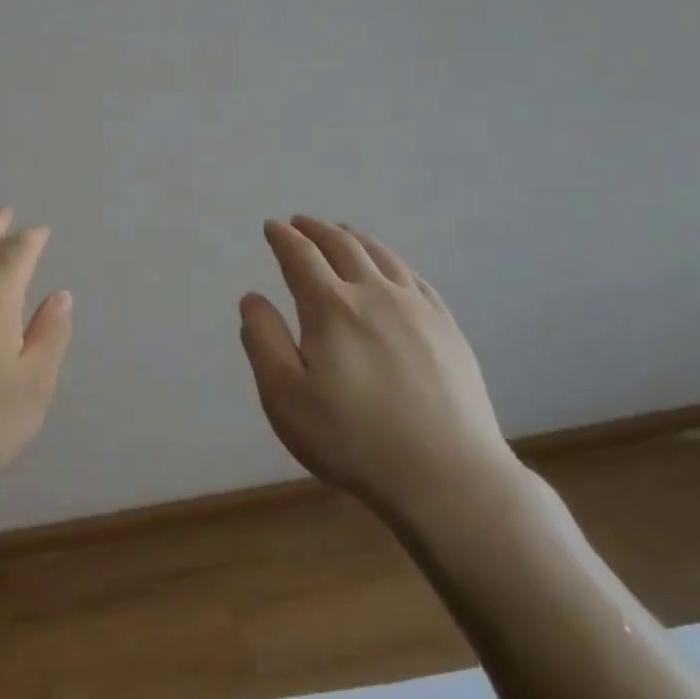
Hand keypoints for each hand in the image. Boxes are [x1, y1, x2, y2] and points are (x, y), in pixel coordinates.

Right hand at [239, 216, 517, 525]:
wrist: (447, 476)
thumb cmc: (352, 439)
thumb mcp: (285, 397)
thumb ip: (263, 341)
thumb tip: (252, 298)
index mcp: (331, 307)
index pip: (301, 256)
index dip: (283, 238)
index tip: (272, 227)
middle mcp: (375, 294)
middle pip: (343, 246)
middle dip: (317, 229)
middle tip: (301, 222)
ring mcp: (418, 309)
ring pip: (382, 256)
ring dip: (354, 237)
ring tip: (341, 232)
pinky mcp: (447, 329)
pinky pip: (415, 278)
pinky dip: (392, 261)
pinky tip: (391, 269)